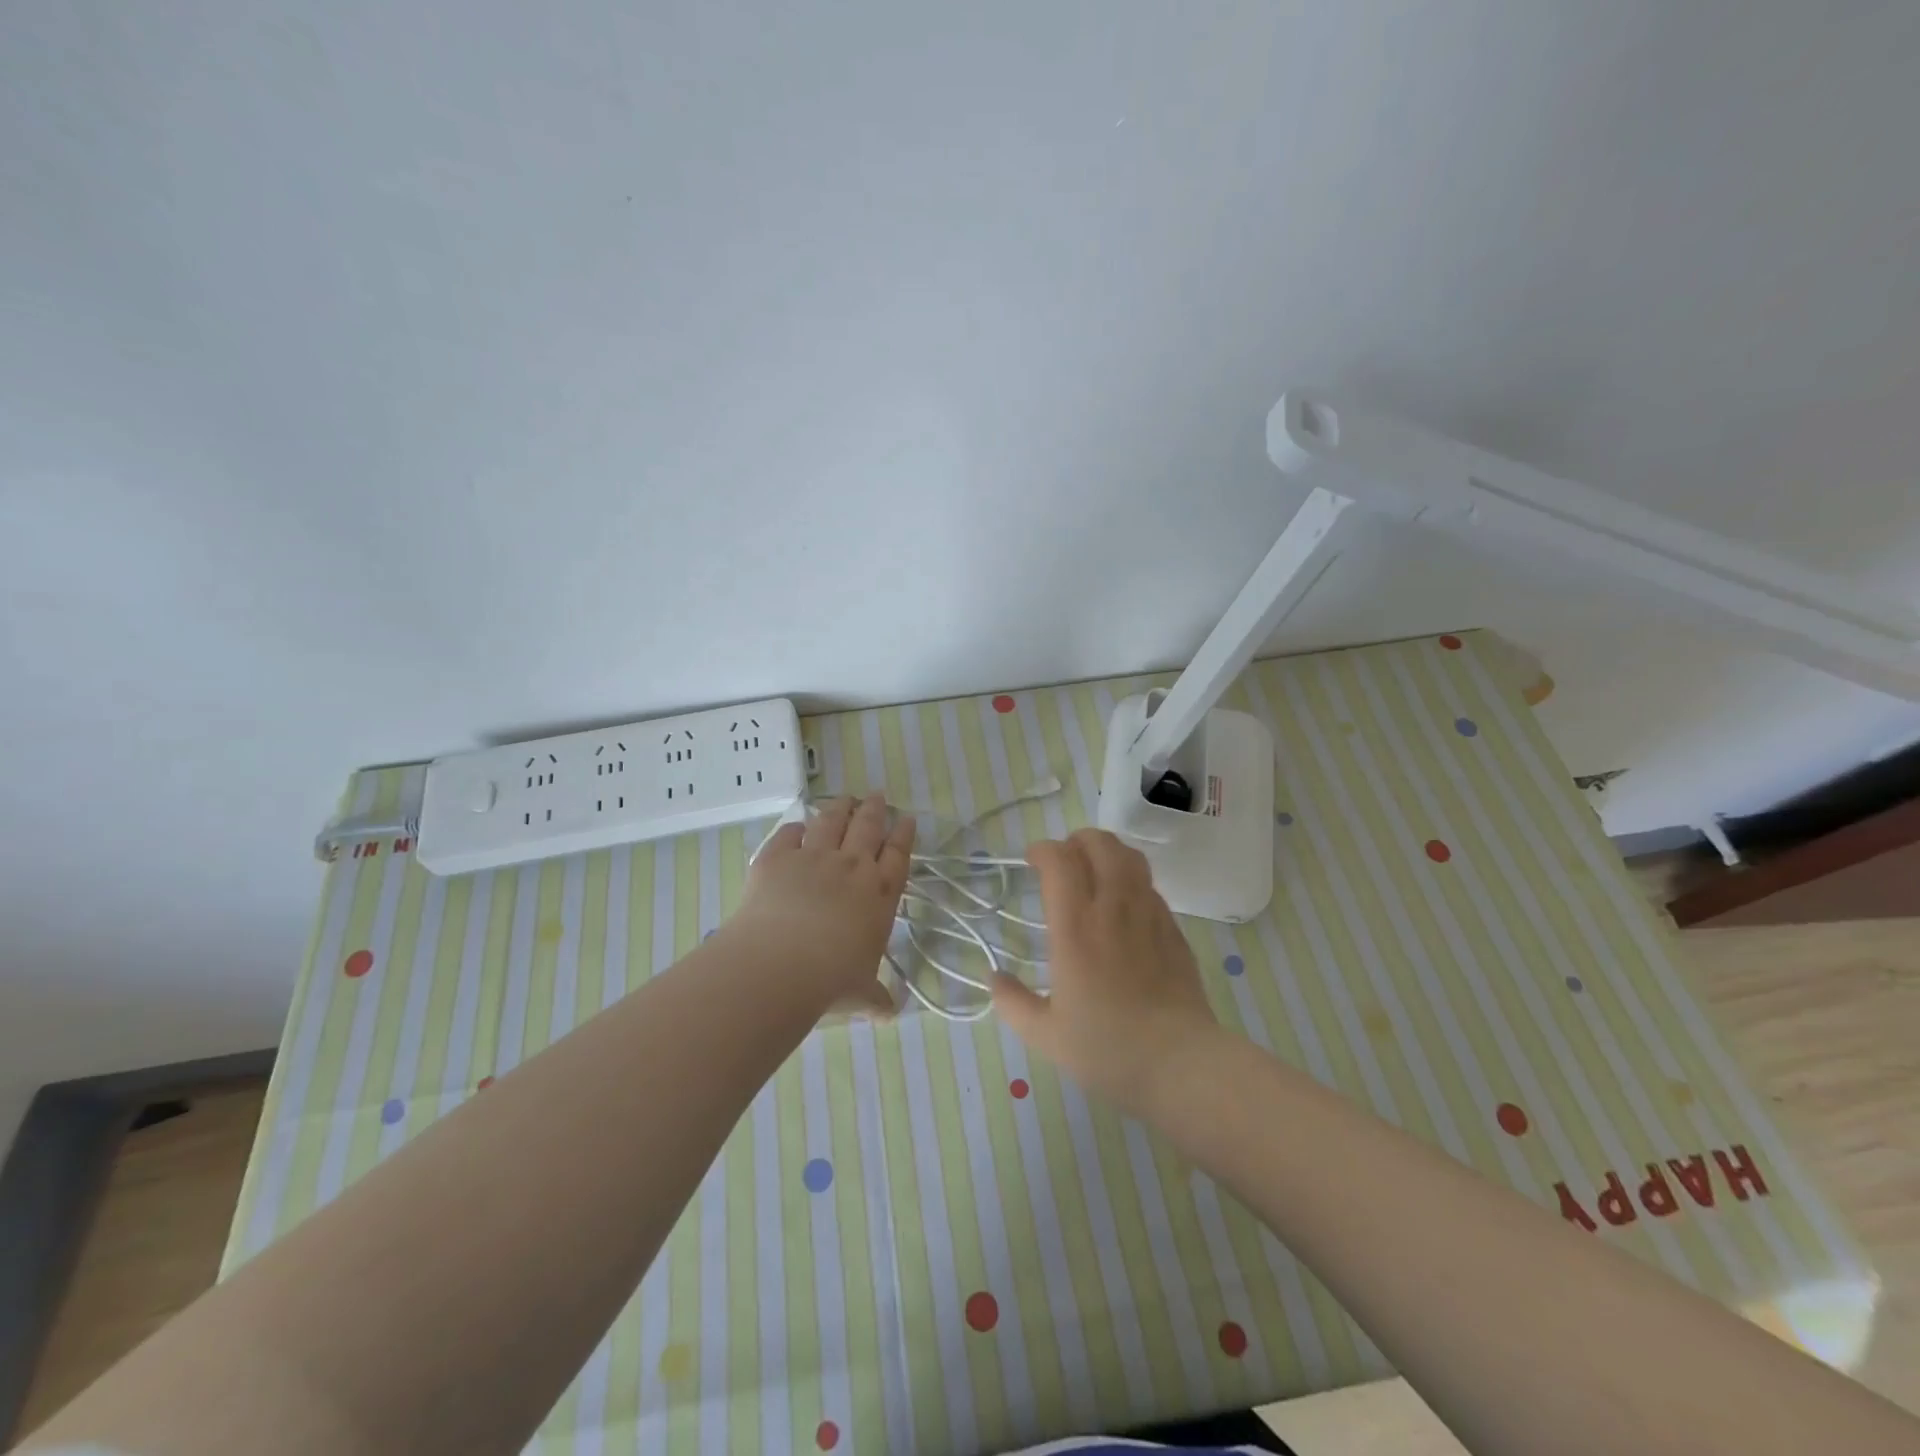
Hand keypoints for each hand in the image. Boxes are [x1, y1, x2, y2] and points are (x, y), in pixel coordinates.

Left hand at [726, 794, 914, 1016]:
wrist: (779, 965)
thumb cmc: (830, 981)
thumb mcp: (860, 993)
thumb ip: (875, 999)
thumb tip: (889, 1015)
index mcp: (879, 895)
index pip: (898, 855)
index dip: (903, 834)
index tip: (906, 818)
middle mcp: (851, 867)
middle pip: (867, 827)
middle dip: (874, 809)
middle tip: (876, 796)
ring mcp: (813, 857)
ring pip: (831, 821)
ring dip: (840, 807)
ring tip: (845, 798)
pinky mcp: (777, 857)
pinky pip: (789, 834)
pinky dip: (796, 828)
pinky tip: (798, 826)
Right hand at [992, 828, 1218, 1116]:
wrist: (1181, 1064)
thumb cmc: (1107, 1049)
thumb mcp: (1045, 1035)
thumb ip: (1013, 1003)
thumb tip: (994, 979)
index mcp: (1075, 928)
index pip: (1060, 860)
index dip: (1043, 850)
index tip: (1032, 860)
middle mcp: (1113, 909)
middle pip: (1100, 844)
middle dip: (1077, 840)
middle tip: (1063, 860)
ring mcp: (1149, 915)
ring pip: (1131, 858)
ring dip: (1108, 852)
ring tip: (1094, 870)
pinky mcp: (1174, 930)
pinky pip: (1150, 887)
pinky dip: (1131, 880)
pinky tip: (1124, 906)